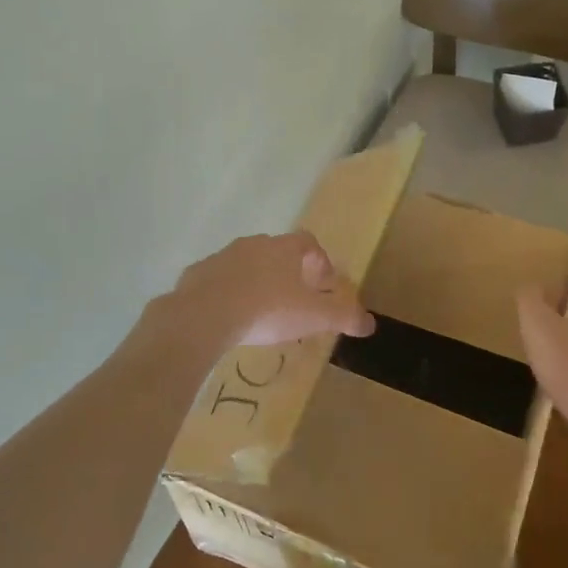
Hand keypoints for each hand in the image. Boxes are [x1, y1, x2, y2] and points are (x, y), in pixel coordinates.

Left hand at [170, 231, 375, 347]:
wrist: (206, 314)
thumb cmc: (268, 309)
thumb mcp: (314, 317)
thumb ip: (344, 317)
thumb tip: (370, 323)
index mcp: (284, 249)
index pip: (309, 243)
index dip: (319, 262)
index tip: (323, 285)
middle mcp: (254, 244)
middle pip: (277, 251)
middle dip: (288, 272)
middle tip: (294, 299)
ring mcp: (223, 257)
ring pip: (246, 264)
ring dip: (256, 281)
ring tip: (261, 311)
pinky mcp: (197, 274)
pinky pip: (218, 280)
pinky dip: (227, 293)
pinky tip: (229, 316)